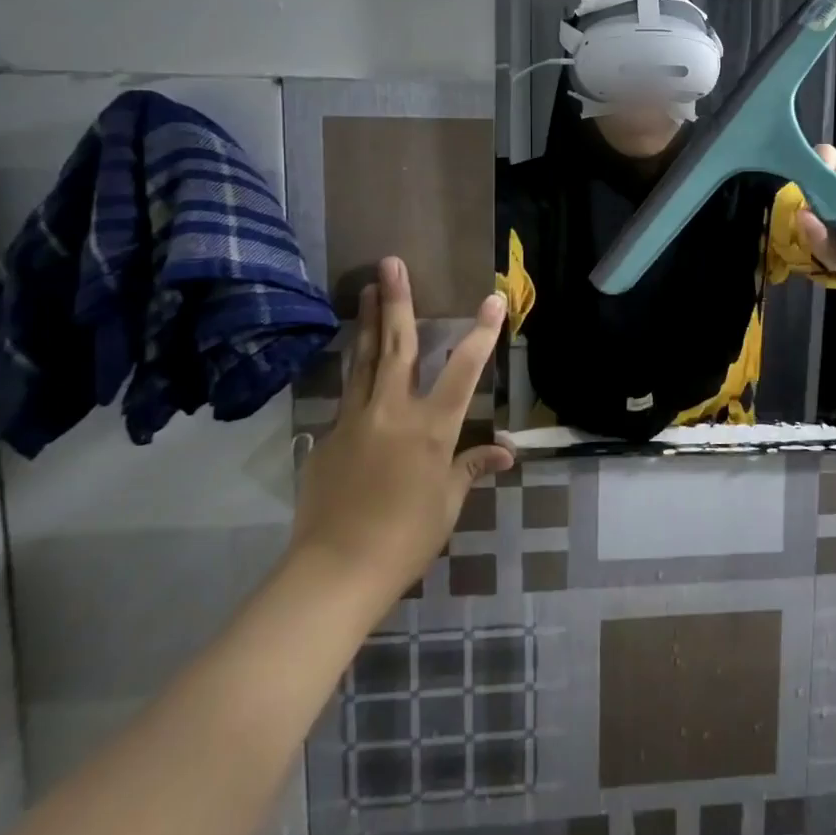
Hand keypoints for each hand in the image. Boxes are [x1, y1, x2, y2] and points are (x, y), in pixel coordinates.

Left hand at [288, 258, 512, 616]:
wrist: (333, 571)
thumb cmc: (405, 538)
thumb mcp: (448, 503)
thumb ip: (471, 468)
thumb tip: (505, 453)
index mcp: (431, 427)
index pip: (464, 369)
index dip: (481, 333)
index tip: (492, 299)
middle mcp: (393, 411)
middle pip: (398, 346)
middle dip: (399, 300)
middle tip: (391, 263)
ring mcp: (356, 420)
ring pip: (365, 359)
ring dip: (370, 321)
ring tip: (368, 288)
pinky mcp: (329, 437)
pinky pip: (347, 392)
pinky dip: (354, 366)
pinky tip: (354, 355)